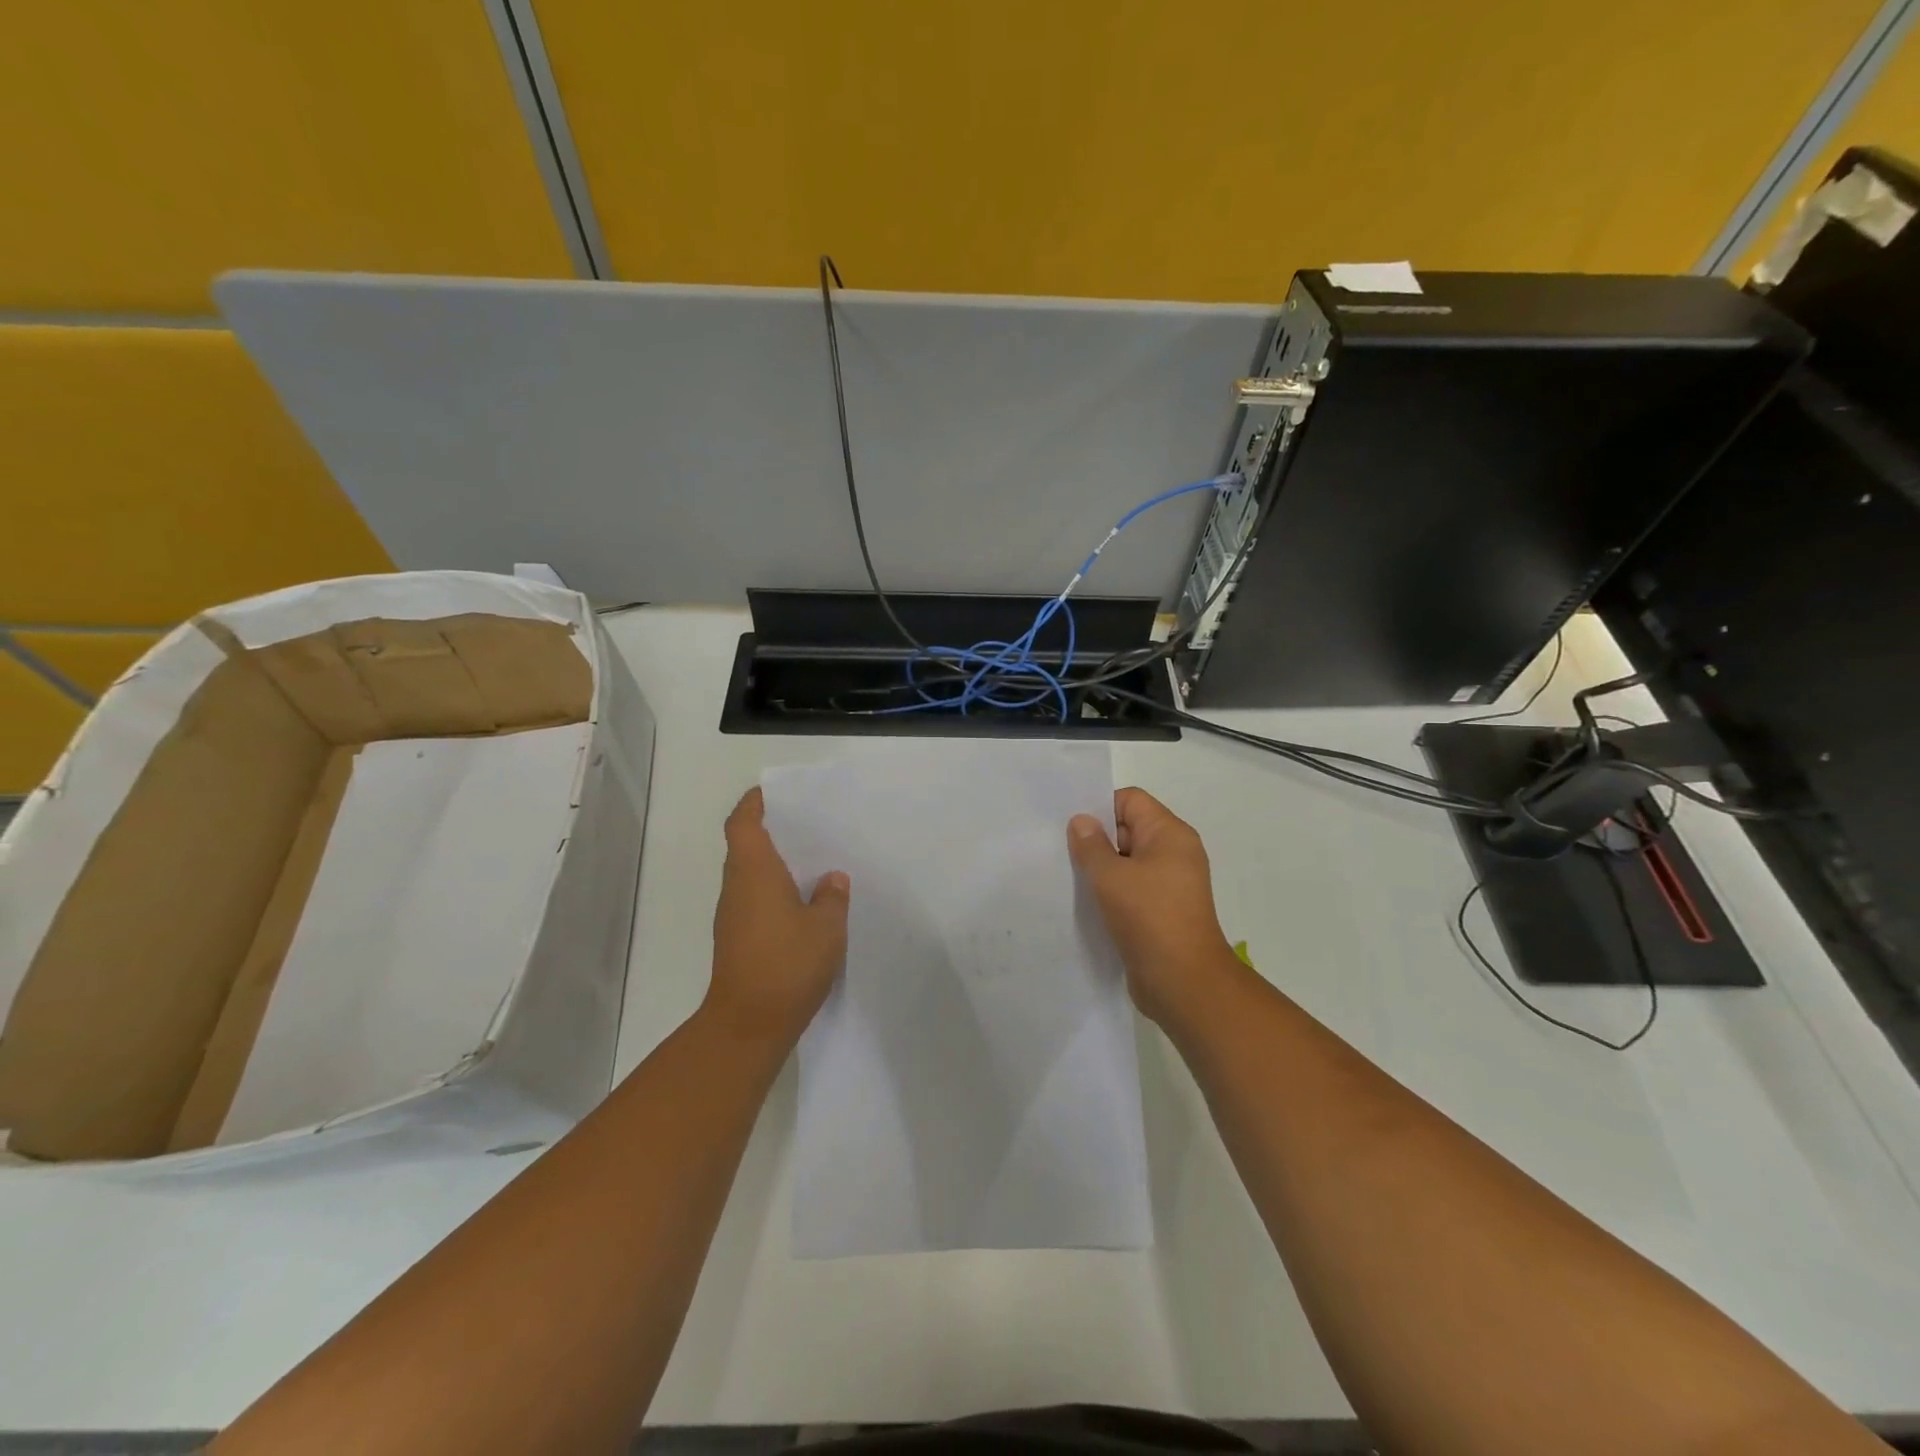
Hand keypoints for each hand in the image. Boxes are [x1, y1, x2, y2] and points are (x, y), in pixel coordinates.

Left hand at [705, 788, 849, 1044]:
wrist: (748, 1024)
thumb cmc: (787, 964)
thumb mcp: (826, 927)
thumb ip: (831, 897)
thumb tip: (831, 879)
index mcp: (754, 872)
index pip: (743, 823)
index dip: (754, 803)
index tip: (775, 794)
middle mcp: (736, 887)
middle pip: (746, 846)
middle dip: (773, 832)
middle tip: (809, 827)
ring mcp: (732, 915)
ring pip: (750, 875)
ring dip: (775, 865)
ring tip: (814, 864)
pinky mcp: (736, 939)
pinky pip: (754, 900)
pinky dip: (774, 892)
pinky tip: (804, 905)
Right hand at [1068, 787, 1235, 1025]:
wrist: (1183, 982)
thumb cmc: (1149, 918)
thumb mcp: (1111, 876)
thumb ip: (1091, 845)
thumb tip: (1082, 821)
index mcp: (1170, 834)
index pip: (1131, 800)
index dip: (1100, 807)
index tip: (1070, 827)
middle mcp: (1174, 853)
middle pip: (1128, 829)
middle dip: (1096, 839)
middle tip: (1061, 853)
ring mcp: (1170, 884)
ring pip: (1127, 862)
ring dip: (1101, 869)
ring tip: (1069, 879)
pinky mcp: (1162, 911)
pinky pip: (1131, 889)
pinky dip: (1110, 893)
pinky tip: (1086, 903)